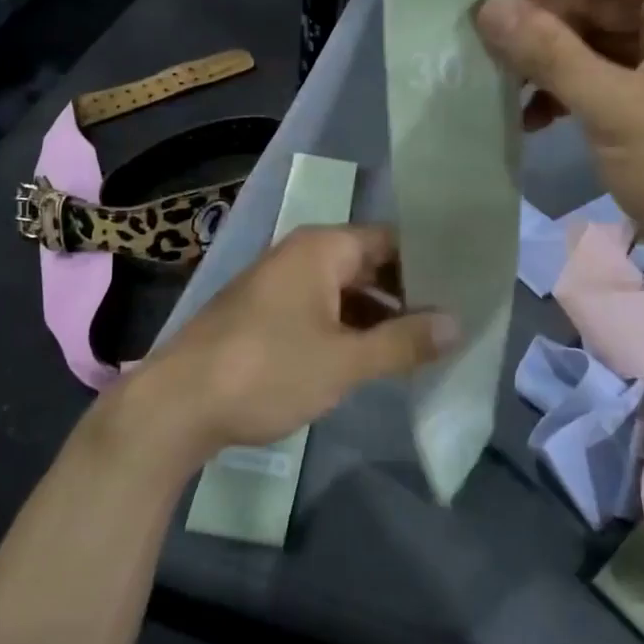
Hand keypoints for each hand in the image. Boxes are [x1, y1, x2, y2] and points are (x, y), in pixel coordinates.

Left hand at [128, 225, 457, 462]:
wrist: (177, 403)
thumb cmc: (267, 369)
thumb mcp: (344, 360)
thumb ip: (403, 342)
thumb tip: (457, 324)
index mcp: (322, 248)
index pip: (390, 240)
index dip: (428, 260)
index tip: (466, 283)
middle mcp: (301, 255)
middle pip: (368, 263)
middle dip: (407, 291)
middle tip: (454, 318)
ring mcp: (279, 284)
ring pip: (344, 290)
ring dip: (379, 315)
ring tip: (424, 343)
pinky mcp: (265, 314)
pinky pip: (320, 309)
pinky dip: (349, 328)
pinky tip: (373, 357)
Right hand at [473, 0, 643, 299]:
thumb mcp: (615, 108)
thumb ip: (549, 52)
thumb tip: (487, 6)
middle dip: (539, 16)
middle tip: (478, 39)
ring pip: (593, 39)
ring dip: (545, 57)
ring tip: (495, 80)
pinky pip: (600, 78)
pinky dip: (563, 91)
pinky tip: (527, 117)